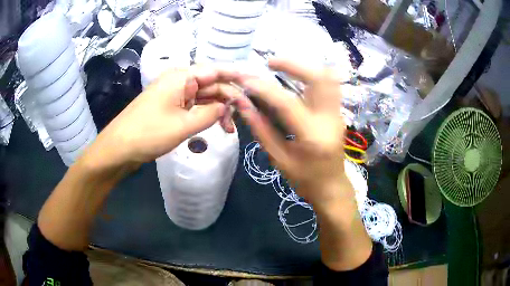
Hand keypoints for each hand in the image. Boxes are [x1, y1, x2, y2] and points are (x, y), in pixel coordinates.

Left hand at [80, 65, 235, 168]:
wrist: (119, 147)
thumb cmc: (149, 133)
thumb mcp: (184, 125)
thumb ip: (210, 113)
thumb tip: (227, 106)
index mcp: (182, 77)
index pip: (216, 71)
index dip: (237, 77)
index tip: (255, 85)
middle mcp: (179, 80)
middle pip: (212, 85)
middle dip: (229, 100)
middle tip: (245, 118)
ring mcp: (174, 93)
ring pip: (204, 97)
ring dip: (218, 110)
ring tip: (230, 129)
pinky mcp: (170, 106)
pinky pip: (193, 106)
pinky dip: (205, 115)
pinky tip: (215, 125)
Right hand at [199, 59, 350, 207]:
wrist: (332, 186)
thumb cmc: (305, 179)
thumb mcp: (279, 159)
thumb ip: (261, 129)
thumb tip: (243, 104)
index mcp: (312, 136)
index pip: (287, 103)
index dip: (264, 88)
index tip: (245, 79)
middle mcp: (330, 119)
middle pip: (320, 78)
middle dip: (294, 64)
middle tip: (270, 63)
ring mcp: (338, 113)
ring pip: (329, 78)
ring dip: (305, 67)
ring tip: (282, 67)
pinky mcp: (338, 112)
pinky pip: (329, 85)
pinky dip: (312, 75)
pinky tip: (296, 78)